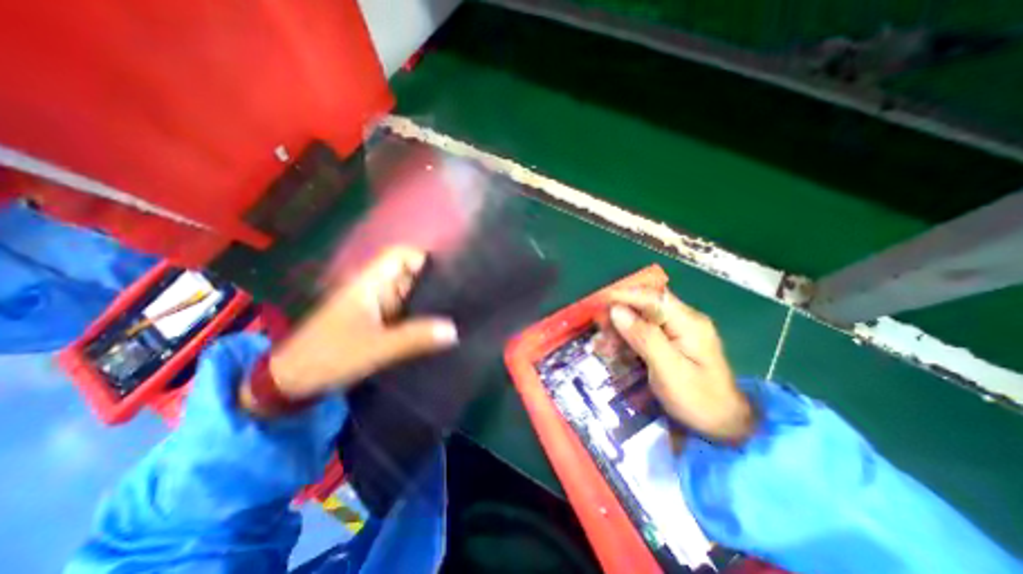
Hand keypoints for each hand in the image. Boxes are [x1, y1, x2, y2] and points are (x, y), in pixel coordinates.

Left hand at [255, 247, 460, 402]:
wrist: (292, 382)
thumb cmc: (328, 356)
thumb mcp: (374, 348)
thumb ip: (413, 338)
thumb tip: (453, 330)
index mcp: (370, 283)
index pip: (400, 255)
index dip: (424, 257)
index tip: (451, 271)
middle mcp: (375, 289)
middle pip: (410, 274)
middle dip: (434, 281)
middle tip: (462, 294)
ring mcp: (377, 306)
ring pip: (409, 294)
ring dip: (430, 301)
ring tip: (457, 309)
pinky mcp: (378, 323)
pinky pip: (406, 312)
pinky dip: (421, 317)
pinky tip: (438, 327)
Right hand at [611, 289, 753, 441]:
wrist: (725, 425)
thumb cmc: (698, 400)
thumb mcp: (669, 370)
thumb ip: (644, 337)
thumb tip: (617, 310)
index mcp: (688, 322)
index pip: (653, 297)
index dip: (625, 295)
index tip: (599, 302)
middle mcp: (684, 320)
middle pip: (646, 305)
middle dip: (620, 313)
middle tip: (598, 328)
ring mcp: (678, 330)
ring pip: (642, 317)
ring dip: (620, 328)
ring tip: (602, 343)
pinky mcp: (672, 341)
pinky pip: (645, 331)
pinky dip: (627, 338)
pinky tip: (615, 349)